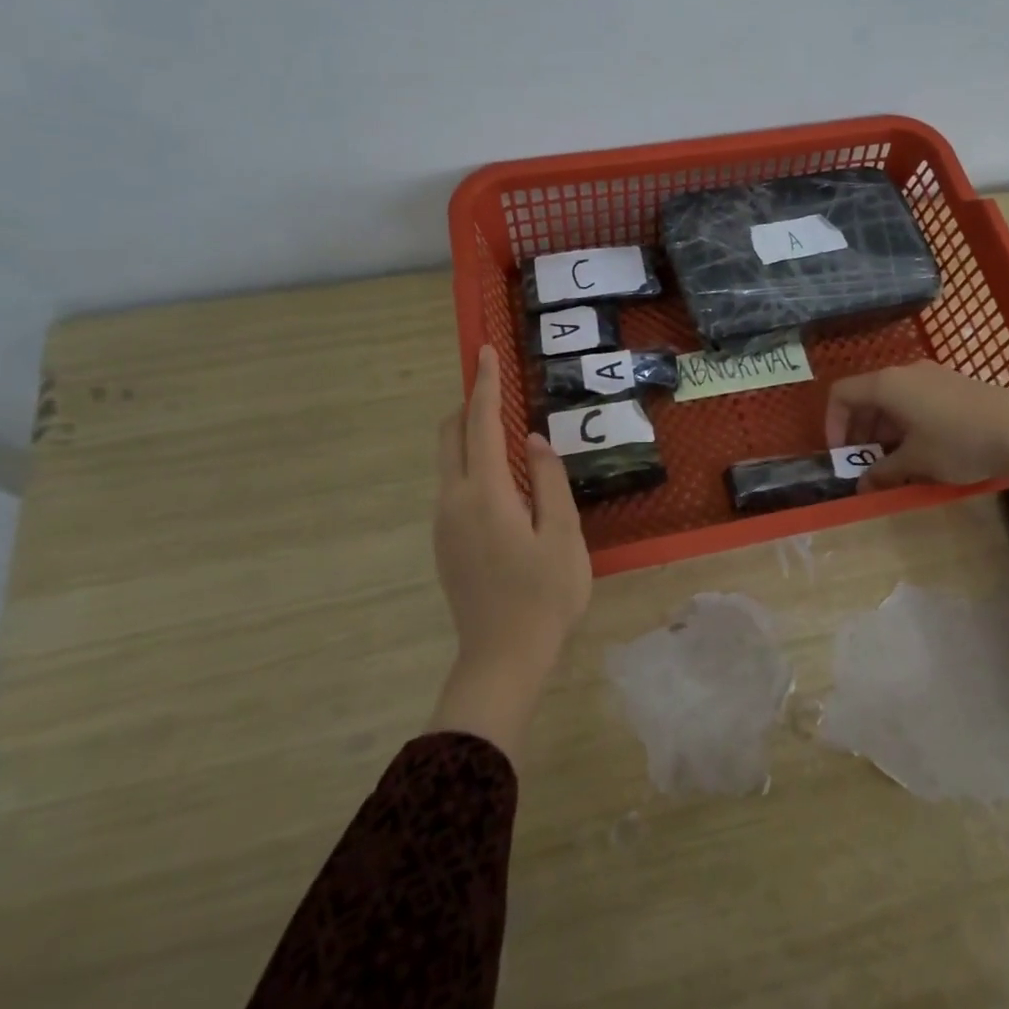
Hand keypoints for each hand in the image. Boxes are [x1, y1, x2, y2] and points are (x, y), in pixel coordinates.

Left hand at [429, 345, 591, 758]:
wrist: (503, 657)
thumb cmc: (545, 594)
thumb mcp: (564, 534)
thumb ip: (549, 480)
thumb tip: (534, 441)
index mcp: (486, 493)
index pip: (482, 423)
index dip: (486, 384)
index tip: (485, 351)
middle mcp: (454, 500)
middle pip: (450, 436)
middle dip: (470, 405)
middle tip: (496, 387)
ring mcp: (444, 523)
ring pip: (448, 461)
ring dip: (470, 435)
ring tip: (507, 435)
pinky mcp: (444, 542)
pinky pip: (452, 485)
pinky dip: (470, 464)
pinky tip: (503, 483)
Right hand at [824, 360, 1008, 488]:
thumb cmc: (958, 442)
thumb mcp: (915, 462)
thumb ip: (883, 471)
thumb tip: (861, 485)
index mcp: (886, 385)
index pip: (841, 394)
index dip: (833, 424)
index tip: (841, 454)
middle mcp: (905, 373)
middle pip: (866, 396)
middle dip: (859, 430)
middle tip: (864, 462)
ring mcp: (931, 376)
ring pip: (892, 399)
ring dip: (883, 429)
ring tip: (892, 461)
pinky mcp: (953, 385)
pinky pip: (915, 399)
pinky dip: (905, 422)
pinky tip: (921, 449)